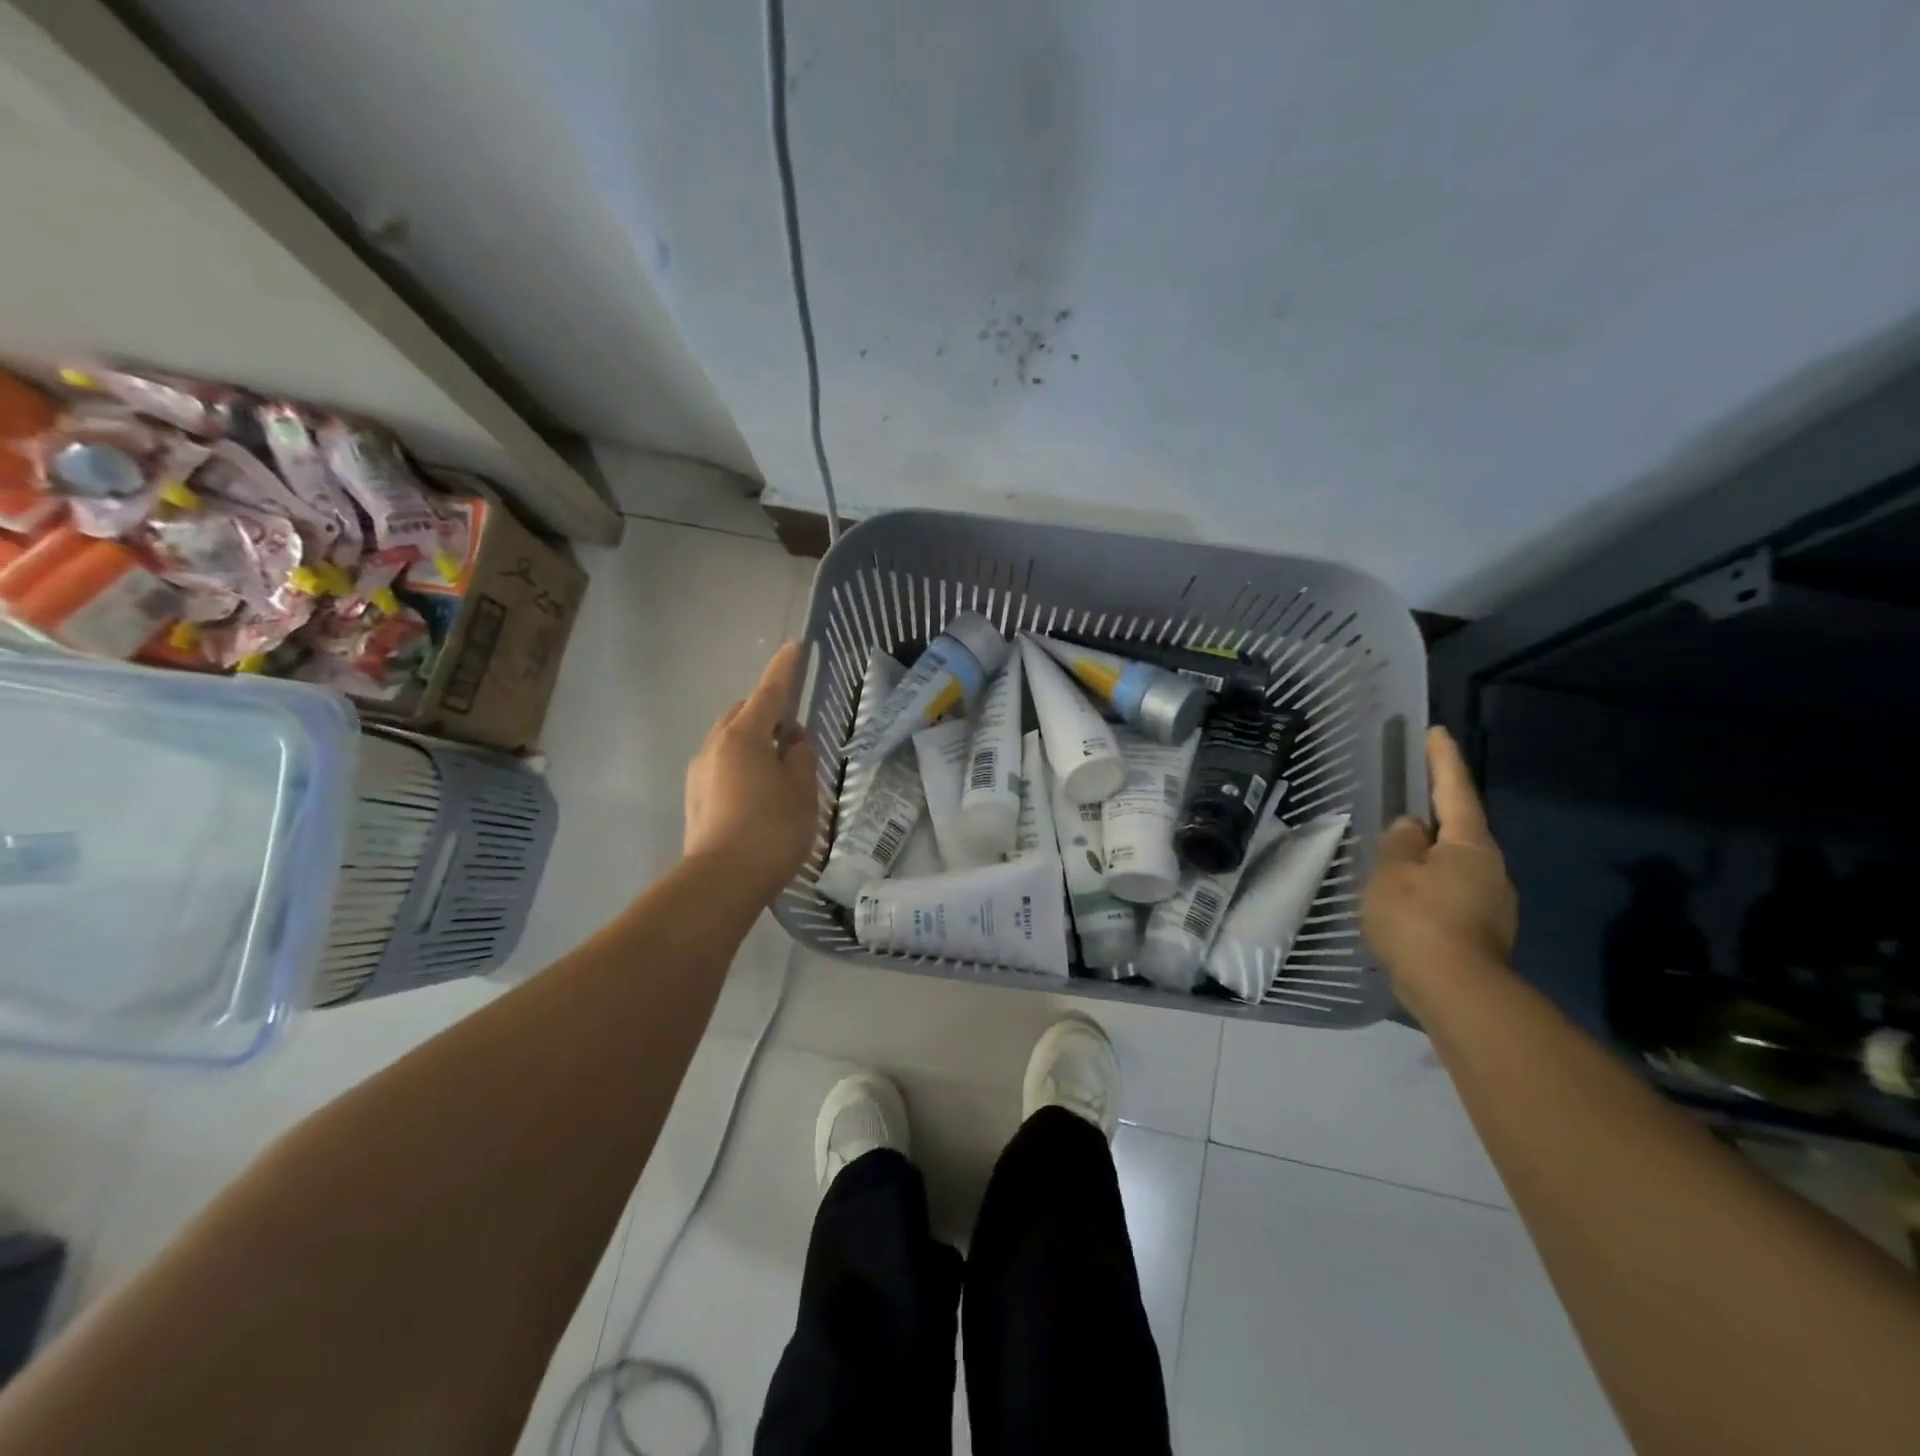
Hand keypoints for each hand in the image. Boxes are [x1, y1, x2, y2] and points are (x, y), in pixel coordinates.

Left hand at [683, 642, 819, 900]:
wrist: (721, 882)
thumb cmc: (771, 829)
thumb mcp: (803, 790)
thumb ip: (801, 757)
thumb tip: (792, 743)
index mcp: (744, 736)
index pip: (769, 692)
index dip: (785, 669)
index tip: (795, 647)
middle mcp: (715, 746)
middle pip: (744, 714)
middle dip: (767, 713)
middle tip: (794, 737)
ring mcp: (699, 772)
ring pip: (730, 741)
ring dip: (754, 742)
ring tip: (779, 770)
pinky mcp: (695, 798)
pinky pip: (722, 765)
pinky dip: (742, 766)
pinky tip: (759, 794)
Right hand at [1363, 726, 1517, 992]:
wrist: (1457, 992)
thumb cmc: (1418, 919)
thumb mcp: (1392, 872)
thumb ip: (1399, 843)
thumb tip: (1411, 826)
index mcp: (1469, 845)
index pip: (1454, 791)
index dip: (1443, 761)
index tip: (1437, 733)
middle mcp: (1491, 868)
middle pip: (1459, 831)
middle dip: (1433, 819)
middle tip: (1403, 810)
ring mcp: (1494, 903)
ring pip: (1455, 867)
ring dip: (1429, 860)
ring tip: (1395, 865)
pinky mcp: (1486, 932)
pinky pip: (1453, 897)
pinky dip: (1431, 891)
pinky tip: (1407, 905)